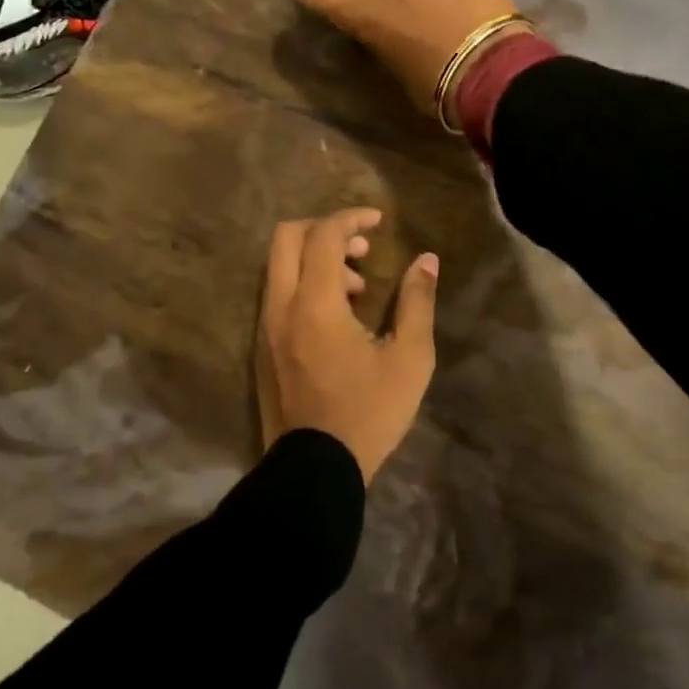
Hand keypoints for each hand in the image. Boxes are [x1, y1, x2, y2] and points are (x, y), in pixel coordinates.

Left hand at [257, 207, 437, 482]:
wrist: (315, 471)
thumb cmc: (368, 412)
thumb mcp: (409, 358)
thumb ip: (417, 302)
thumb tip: (426, 260)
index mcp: (315, 303)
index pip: (323, 234)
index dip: (351, 217)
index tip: (378, 221)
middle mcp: (281, 306)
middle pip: (287, 237)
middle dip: (325, 230)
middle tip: (361, 249)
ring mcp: (266, 327)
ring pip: (280, 266)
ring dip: (316, 260)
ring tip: (358, 290)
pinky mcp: (262, 347)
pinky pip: (278, 294)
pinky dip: (305, 285)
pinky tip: (338, 317)